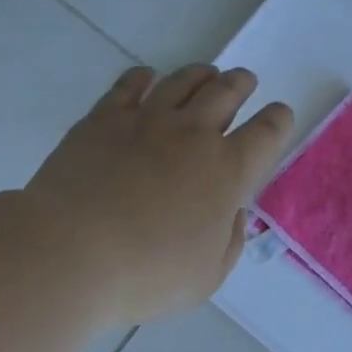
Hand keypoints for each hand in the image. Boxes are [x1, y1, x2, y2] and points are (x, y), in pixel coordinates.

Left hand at [24, 64, 294, 324]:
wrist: (72, 252)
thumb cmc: (147, 275)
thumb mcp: (206, 277)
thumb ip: (229, 242)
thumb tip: (233, 213)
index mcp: (227, 172)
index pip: (266, 133)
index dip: (278, 121)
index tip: (279, 116)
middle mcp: (192, 135)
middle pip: (226, 93)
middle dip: (241, 84)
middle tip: (244, 81)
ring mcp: (145, 121)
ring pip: (182, 82)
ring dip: (200, 74)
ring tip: (206, 74)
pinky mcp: (102, 120)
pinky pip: (129, 85)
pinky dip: (143, 77)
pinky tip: (146, 77)